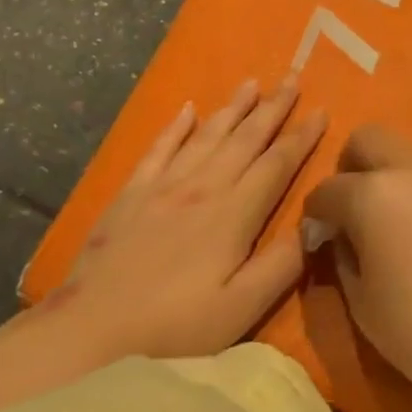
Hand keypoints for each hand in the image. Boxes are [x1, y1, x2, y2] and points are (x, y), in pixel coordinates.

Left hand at [41, 76, 326, 360]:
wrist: (90, 334)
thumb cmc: (174, 330)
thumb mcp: (240, 310)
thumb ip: (281, 265)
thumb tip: (317, 223)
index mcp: (233, 215)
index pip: (276, 165)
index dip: (301, 137)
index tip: (321, 110)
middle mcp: (202, 188)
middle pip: (245, 139)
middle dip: (272, 108)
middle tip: (292, 77)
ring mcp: (163, 186)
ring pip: (206, 136)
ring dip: (231, 108)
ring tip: (251, 83)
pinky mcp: (130, 194)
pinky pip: (159, 148)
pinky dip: (175, 127)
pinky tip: (187, 109)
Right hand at [303, 125, 411, 397]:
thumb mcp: (361, 300)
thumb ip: (343, 255)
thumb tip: (340, 236)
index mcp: (372, 193)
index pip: (327, 190)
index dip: (314, 215)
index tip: (316, 239)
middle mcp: (407, 172)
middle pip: (366, 139)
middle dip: (348, 168)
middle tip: (348, 214)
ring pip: (400, 152)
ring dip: (382, 175)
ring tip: (381, 226)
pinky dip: (409, 190)